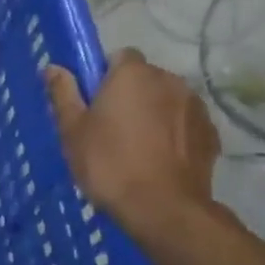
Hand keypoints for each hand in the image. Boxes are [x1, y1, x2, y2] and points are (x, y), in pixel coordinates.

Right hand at [45, 49, 220, 238]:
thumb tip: (53, 67)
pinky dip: (174, 134)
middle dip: (130, 94)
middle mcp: (169, 80)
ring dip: (154, 112)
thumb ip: (63, 93)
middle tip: (110, 127)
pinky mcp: (212, 133)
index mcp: (132, 74)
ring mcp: (196, 107)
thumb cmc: (108, 163)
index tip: (93, 102)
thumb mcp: (72, 130)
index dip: (104, 76)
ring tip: (137, 146)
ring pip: (167, 100)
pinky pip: (185, 123)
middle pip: (145, 78)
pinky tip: (159, 159)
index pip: (119, 56)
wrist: (163, 208)